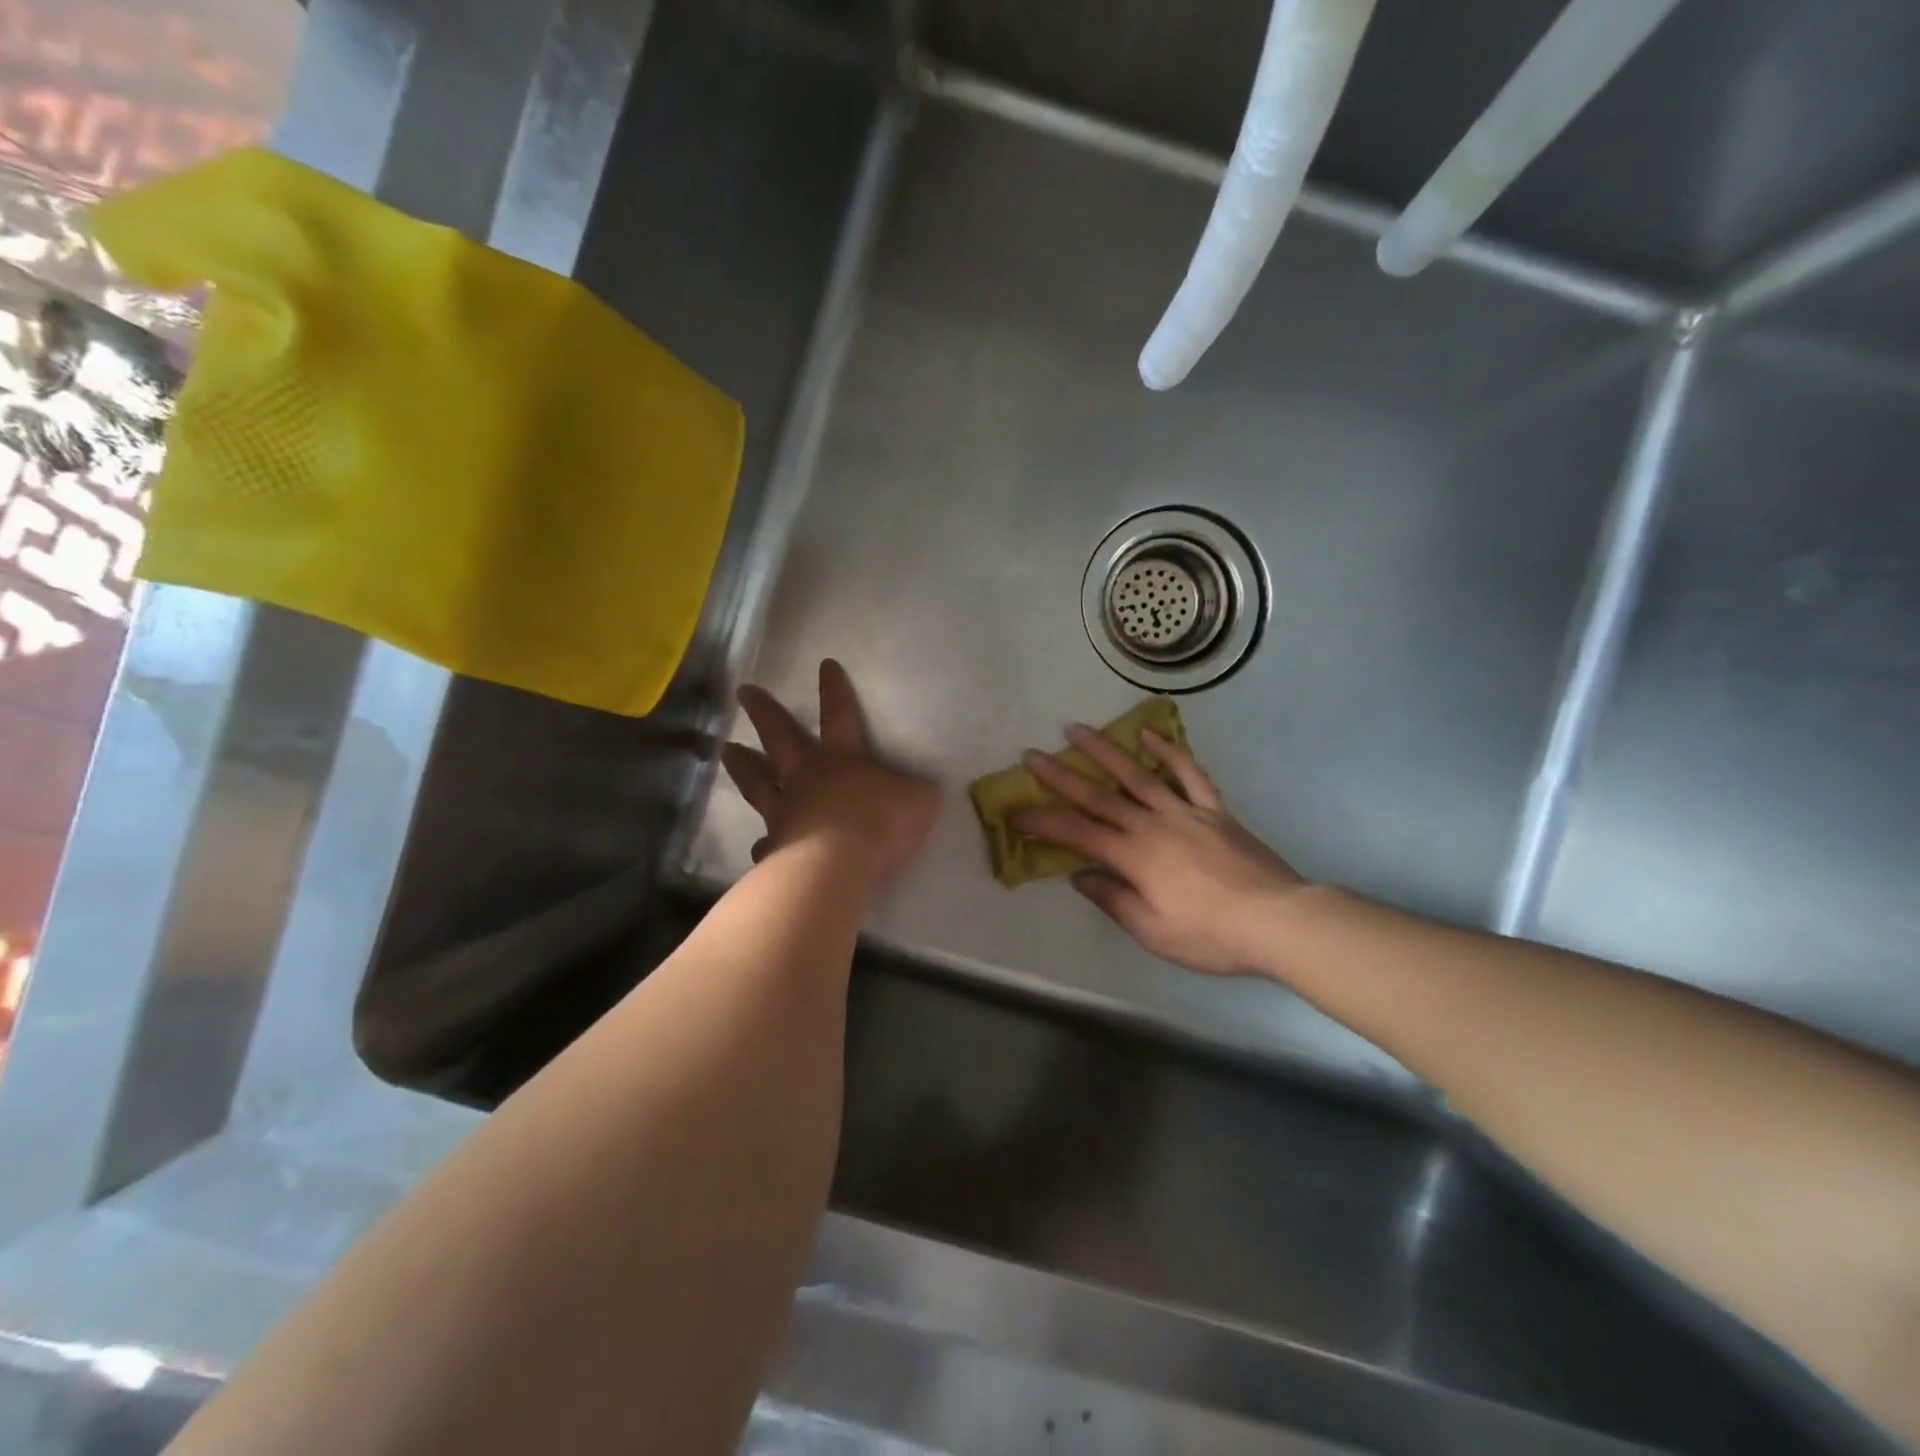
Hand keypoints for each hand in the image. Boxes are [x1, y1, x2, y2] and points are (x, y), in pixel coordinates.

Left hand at [722, 659, 940, 888]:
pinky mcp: (776, 847)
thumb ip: (914, 791)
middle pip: (781, 738)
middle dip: (765, 712)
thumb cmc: (880, 824)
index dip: (834, 690)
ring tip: (727, 751)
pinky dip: (763, 844)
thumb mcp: (919, 800)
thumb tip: (915, 790)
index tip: (825, 665)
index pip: (839, 715)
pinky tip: (759, 847)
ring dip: (743, 766)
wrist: (838, 866)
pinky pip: (767, 843)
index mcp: (842, 759)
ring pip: (758, 782)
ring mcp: (785, 812)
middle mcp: (807, 778)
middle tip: (744, 692)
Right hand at [1012, 725, 1305, 976]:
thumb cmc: (1211, 935)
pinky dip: (1168, 751)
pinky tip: (1148, 735)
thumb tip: (1079, 876)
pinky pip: (1189, 774)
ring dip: (1103, 751)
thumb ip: (1113, 899)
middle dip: (1060, 775)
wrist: (1277, 920)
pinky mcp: (1214, 810)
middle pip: (1098, 795)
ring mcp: (1185, 812)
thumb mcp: (1153, 931)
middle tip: (1032, 755)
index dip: (1042, 821)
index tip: (1015, 812)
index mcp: (1134, 857)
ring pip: (1136, 774)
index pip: (1077, 833)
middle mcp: (1152, 825)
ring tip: (1076, 729)